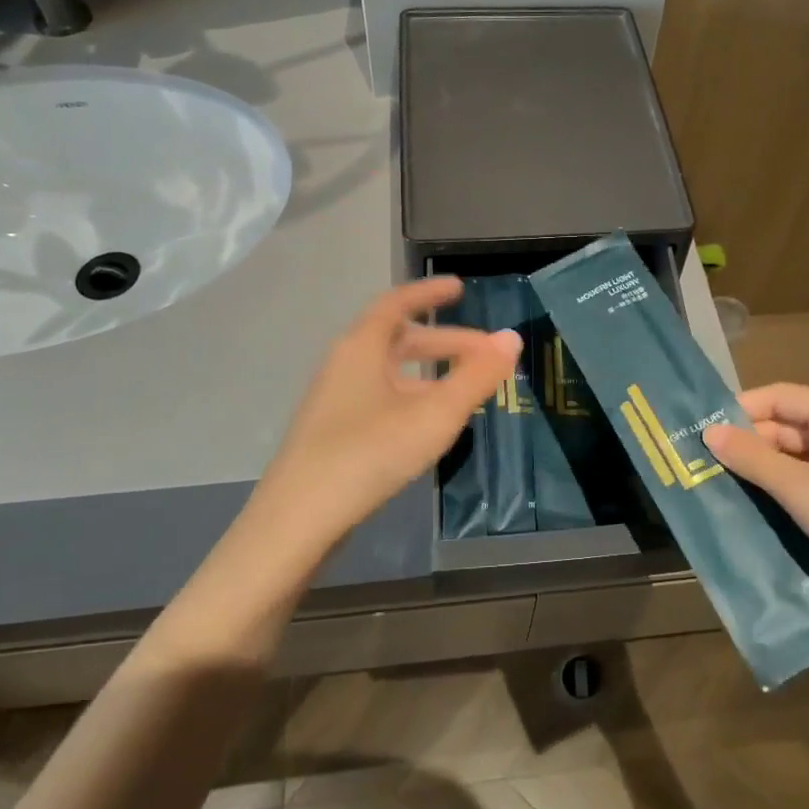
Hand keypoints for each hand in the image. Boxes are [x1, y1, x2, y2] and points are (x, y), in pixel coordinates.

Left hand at [252, 276, 520, 556]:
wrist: (298, 520)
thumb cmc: (368, 453)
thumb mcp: (434, 415)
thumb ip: (475, 377)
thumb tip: (511, 338)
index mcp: (362, 347)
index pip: (397, 303)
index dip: (429, 293)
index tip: (459, 288)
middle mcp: (344, 364)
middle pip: (399, 340)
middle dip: (445, 342)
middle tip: (484, 354)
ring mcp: (335, 399)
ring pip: (390, 373)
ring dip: (430, 374)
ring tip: (466, 391)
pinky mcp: (333, 431)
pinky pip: (381, 397)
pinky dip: (412, 397)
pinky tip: (430, 425)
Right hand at [704, 384, 808, 641]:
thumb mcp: (802, 490)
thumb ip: (753, 458)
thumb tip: (709, 432)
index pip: (780, 396)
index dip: (740, 410)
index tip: (701, 431)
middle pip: (785, 427)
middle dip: (747, 444)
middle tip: (702, 465)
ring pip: (794, 458)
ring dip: (760, 472)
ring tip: (716, 487)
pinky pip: (807, 484)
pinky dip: (780, 493)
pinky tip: (750, 509)